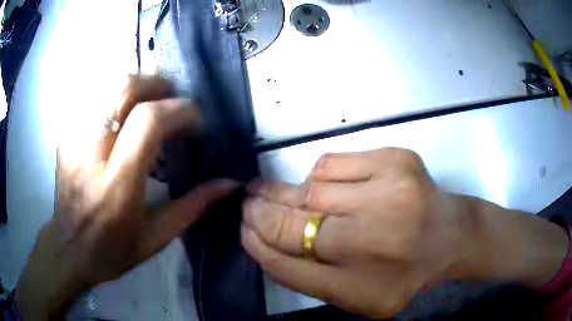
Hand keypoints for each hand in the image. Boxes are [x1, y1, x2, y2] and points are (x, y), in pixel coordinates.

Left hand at [15, 75, 238, 319]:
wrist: (69, 249)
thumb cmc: (112, 251)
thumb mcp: (156, 238)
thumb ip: (193, 207)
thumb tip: (229, 182)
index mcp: (116, 185)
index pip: (148, 122)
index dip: (179, 110)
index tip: (195, 121)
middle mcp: (91, 154)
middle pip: (126, 88)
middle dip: (158, 85)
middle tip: (173, 102)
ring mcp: (74, 139)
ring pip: (109, 86)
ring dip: (139, 87)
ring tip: (151, 105)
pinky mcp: (66, 135)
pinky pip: (97, 99)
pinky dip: (118, 99)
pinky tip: (124, 118)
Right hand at [241, 148, 568, 317]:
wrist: (452, 237)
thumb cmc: (405, 273)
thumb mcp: (356, 297)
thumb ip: (308, 277)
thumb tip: (263, 241)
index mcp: (364, 287)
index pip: (288, 264)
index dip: (257, 244)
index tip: (243, 229)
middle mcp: (377, 241)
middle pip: (293, 222)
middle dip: (260, 211)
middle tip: (246, 203)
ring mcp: (391, 193)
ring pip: (309, 187)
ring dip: (288, 193)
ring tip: (280, 195)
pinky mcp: (397, 160)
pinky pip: (332, 163)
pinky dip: (319, 175)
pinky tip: (327, 187)